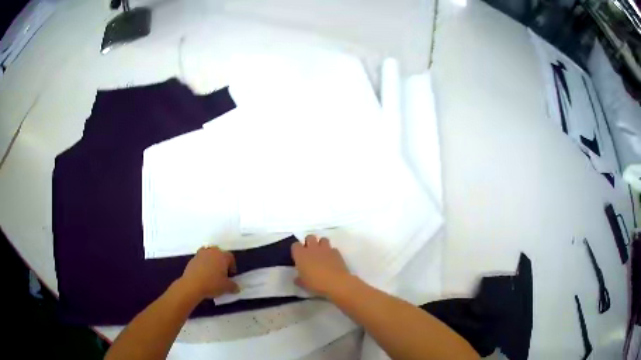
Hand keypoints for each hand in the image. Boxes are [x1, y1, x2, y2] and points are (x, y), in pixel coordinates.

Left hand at [180, 246, 238, 299]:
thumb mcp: (227, 287)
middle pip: (219, 254)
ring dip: (211, 262)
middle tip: (222, 274)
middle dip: (221, 262)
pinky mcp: (192, 259)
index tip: (231, 276)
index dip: (232, 267)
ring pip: (209, 256)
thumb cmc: (212, 284)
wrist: (192, 285)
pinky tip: (203, 275)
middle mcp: (212, 251)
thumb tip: (236, 287)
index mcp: (222, 256)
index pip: (230, 257)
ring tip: (211, 273)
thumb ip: (234, 286)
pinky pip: (201, 260)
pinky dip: (203, 265)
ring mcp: (201, 254)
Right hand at [291, 235, 350, 296]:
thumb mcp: (303, 284)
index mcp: (301, 255)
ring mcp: (326, 249)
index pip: (295, 245)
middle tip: (310, 253)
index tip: (298, 257)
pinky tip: (332, 260)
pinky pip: (333, 248)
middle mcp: (312, 248)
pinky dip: (331, 252)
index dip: (297, 250)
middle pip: (309, 237)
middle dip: (309, 243)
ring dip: (321, 245)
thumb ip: (299, 279)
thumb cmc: (316, 284)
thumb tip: (297, 278)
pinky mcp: (337, 252)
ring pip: (323, 239)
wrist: (336, 283)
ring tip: (322, 254)